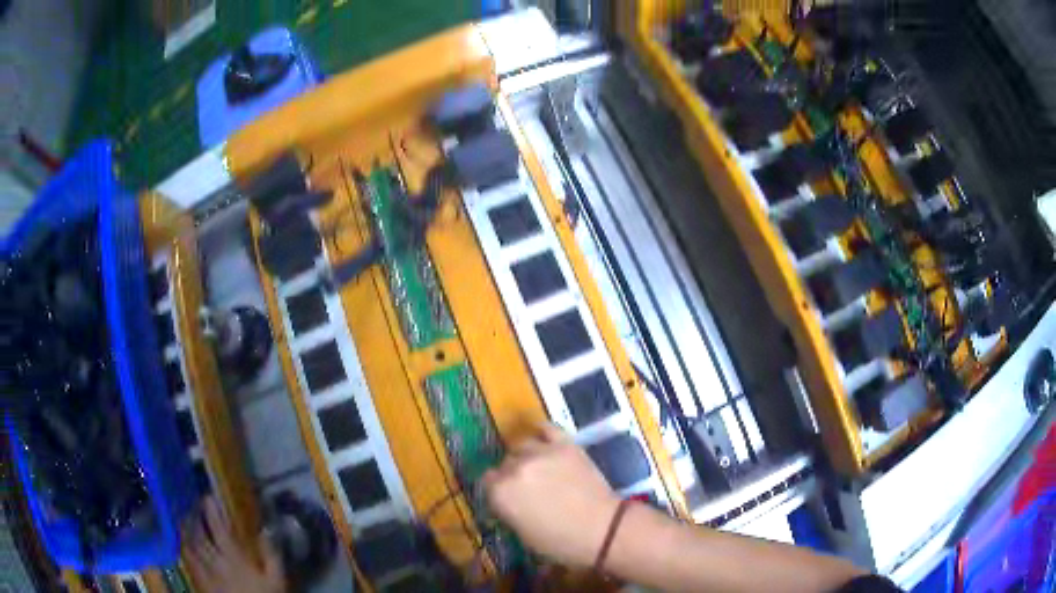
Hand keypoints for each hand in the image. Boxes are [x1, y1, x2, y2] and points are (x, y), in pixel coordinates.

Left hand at [184, 497, 284, 592]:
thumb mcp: (277, 580)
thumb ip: (272, 555)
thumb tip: (266, 529)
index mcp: (233, 556)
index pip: (218, 527)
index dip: (212, 510)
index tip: (209, 496)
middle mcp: (215, 559)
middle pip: (199, 533)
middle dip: (195, 517)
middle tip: (194, 505)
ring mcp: (206, 571)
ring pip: (191, 545)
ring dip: (186, 530)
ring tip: (185, 520)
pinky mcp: (203, 582)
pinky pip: (190, 561)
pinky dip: (186, 549)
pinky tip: (186, 546)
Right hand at [483, 423, 620, 566]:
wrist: (602, 528)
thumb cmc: (560, 541)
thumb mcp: (523, 533)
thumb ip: (508, 509)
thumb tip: (507, 499)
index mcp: (500, 493)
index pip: (487, 481)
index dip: (497, 488)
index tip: (507, 496)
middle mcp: (515, 468)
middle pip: (504, 463)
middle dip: (511, 473)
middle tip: (526, 486)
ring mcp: (540, 452)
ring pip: (522, 445)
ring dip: (525, 456)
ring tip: (537, 466)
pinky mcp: (565, 444)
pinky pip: (546, 428)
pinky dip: (542, 432)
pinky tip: (543, 439)